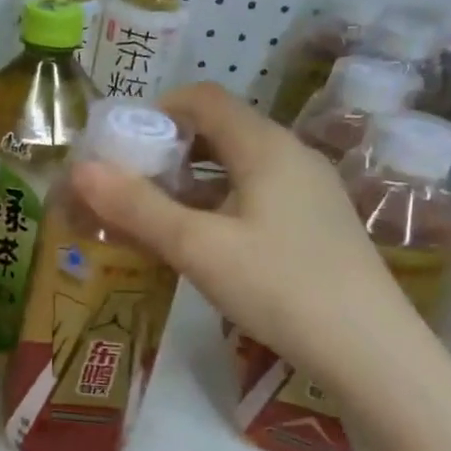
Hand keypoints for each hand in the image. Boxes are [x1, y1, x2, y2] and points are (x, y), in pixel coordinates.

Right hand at [71, 82, 415, 381]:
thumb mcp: (198, 247)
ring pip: (238, 167)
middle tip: (129, 185)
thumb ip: (138, 207)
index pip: (203, 98)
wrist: (370, 351)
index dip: (156, 111)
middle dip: (169, 151)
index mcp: (265, 146)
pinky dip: (219, 205)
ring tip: (156, 217)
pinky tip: (202, 244)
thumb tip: (80, 169)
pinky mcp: (316, 224)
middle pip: (220, 131)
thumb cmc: (280, 287)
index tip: (121, 145)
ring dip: (192, 182)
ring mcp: (310, 191)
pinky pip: (256, 196)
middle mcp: (292, 156)